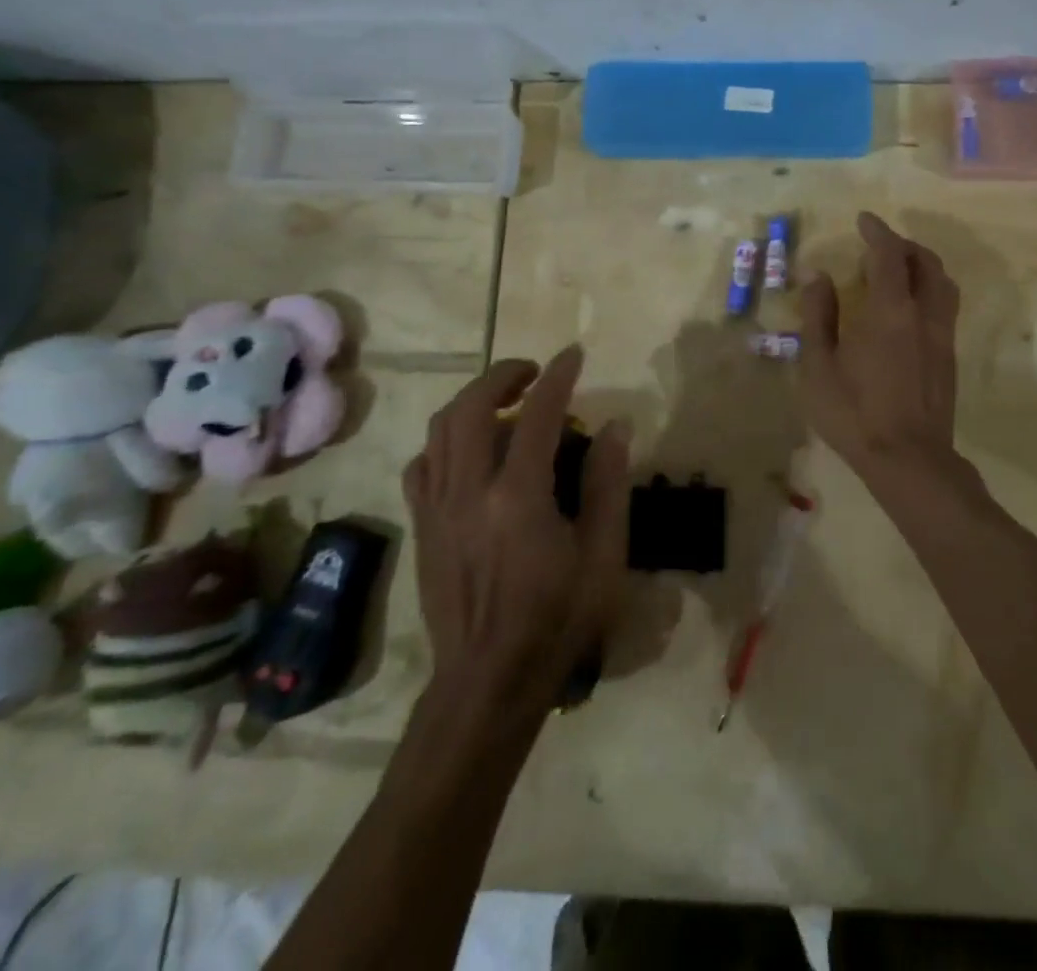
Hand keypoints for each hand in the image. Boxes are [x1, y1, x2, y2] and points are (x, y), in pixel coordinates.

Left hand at [401, 346, 630, 721]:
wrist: (488, 681)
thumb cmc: (557, 620)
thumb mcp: (603, 556)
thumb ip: (608, 484)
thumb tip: (615, 426)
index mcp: (518, 498)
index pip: (537, 415)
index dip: (557, 377)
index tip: (573, 354)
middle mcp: (469, 492)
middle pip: (472, 407)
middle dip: (503, 374)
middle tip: (533, 371)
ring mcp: (438, 508)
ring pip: (440, 429)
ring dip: (472, 399)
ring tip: (503, 398)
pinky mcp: (422, 527)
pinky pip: (422, 465)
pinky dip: (444, 441)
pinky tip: (468, 448)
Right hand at [799, 212, 962, 488]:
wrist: (909, 460)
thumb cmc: (854, 413)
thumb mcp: (818, 366)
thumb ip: (818, 316)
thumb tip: (817, 276)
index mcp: (891, 311)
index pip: (889, 255)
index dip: (877, 232)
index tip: (863, 219)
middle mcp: (925, 315)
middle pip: (926, 262)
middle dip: (904, 244)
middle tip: (879, 244)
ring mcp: (943, 336)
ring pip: (944, 283)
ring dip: (923, 265)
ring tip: (899, 269)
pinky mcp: (950, 357)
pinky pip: (946, 306)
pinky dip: (930, 289)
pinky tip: (910, 308)